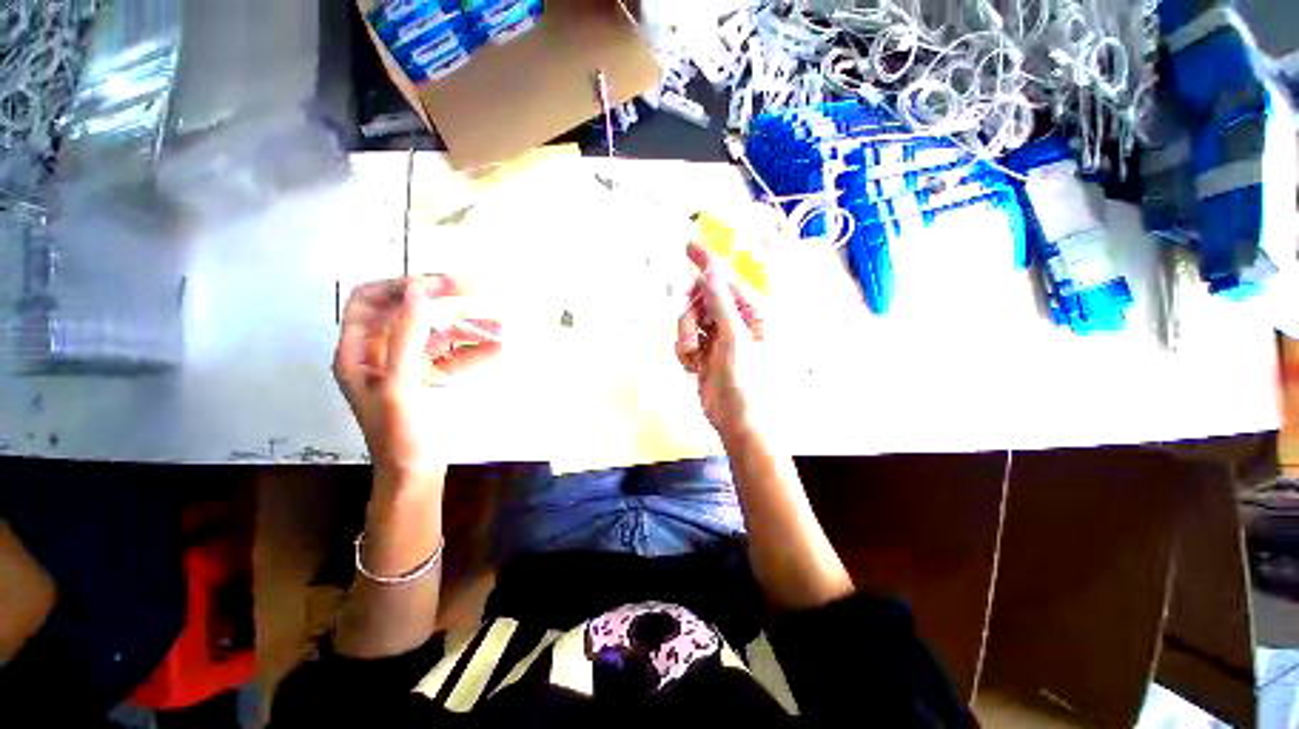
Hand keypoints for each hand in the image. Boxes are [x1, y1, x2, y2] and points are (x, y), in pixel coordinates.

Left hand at [333, 275, 501, 479]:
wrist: (416, 473)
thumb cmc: (400, 435)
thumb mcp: (400, 386)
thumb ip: (406, 339)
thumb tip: (418, 292)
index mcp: (357, 352)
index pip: (368, 301)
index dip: (399, 286)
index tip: (437, 285)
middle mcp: (378, 352)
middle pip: (405, 312)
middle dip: (439, 303)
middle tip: (472, 293)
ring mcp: (405, 363)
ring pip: (433, 331)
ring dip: (465, 326)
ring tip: (499, 325)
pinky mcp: (428, 375)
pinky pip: (450, 352)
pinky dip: (472, 348)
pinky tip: (497, 348)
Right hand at [676, 243, 766, 439]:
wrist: (737, 422)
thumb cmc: (747, 382)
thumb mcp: (734, 340)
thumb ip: (721, 303)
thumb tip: (710, 271)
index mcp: (753, 314)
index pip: (725, 282)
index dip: (706, 264)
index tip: (688, 246)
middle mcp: (736, 321)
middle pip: (702, 299)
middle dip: (692, 315)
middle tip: (693, 331)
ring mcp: (718, 337)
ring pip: (689, 320)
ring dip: (686, 338)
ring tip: (696, 358)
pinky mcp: (703, 352)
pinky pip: (684, 340)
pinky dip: (684, 352)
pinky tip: (693, 367)